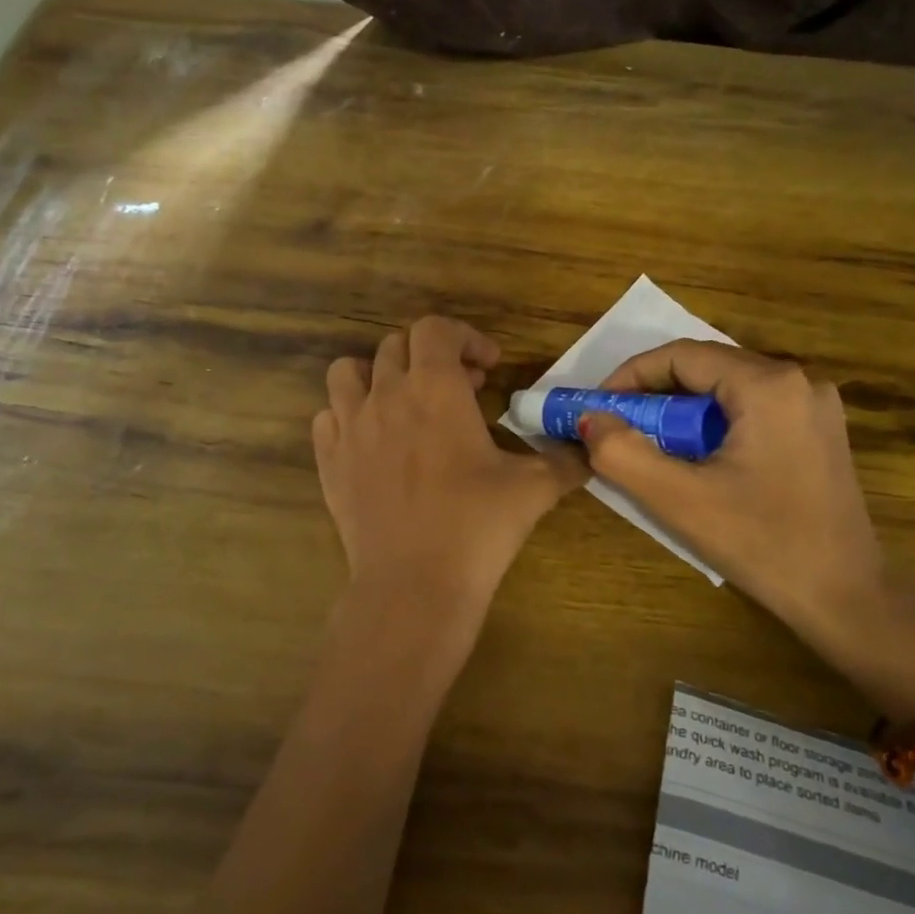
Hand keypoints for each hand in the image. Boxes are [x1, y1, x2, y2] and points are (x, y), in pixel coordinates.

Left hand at [313, 317, 586, 676]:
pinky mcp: (329, 461)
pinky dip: (348, 416)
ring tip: (405, 404)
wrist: (414, 584)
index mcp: (434, 388)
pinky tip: (373, 442)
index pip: (436, 329)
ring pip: (347, 372)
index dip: (465, 338)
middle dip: (431, 357)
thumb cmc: (477, 526)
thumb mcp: (534, 489)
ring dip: (378, 376)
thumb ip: (564, 460)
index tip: (489, 368)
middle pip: (396, 345)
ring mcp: (350, 428)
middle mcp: (386, 395)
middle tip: (460, 391)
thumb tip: (586, 450)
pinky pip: (328, 417)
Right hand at [579, 341, 914, 717]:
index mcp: (768, 385)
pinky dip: (714, 424)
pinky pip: (752, 410)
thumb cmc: (762, 544)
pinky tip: (698, 459)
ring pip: (728, 389)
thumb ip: (622, 453)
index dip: (630, 376)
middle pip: (707, 368)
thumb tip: (589, 419)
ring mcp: (815, 406)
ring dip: (683, 411)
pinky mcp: (819, 432)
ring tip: (652, 446)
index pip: (681, 355)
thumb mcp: (679, 500)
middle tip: (619, 428)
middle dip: (655, 394)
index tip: (597, 408)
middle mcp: (798, 381)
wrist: (847, 598)